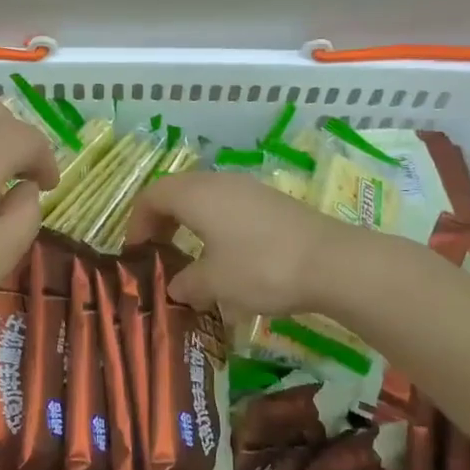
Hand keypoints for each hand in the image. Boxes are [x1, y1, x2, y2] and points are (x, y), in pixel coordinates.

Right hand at [127, 171, 351, 318]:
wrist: (332, 263)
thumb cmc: (261, 268)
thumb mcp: (215, 283)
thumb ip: (187, 283)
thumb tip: (175, 287)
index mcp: (196, 195)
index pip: (152, 196)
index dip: (137, 223)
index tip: (137, 254)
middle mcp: (219, 182)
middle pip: (178, 192)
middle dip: (162, 221)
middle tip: (159, 253)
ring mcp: (249, 189)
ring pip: (206, 198)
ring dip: (191, 223)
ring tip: (191, 257)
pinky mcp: (272, 202)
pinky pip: (230, 206)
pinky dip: (216, 226)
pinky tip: (228, 257)